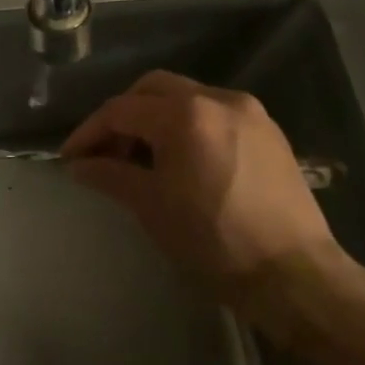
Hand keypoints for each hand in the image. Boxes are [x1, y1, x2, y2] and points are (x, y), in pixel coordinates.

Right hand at [62, 71, 346, 327]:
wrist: (294, 274)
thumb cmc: (213, 241)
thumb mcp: (150, 206)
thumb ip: (109, 175)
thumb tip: (78, 165)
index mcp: (185, 115)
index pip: (120, 110)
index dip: (89, 132)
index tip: (70, 158)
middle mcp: (218, 99)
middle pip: (153, 89)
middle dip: (122, 115)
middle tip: (105, 151)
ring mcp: (249, 112)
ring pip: (186, 97)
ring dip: (155, 118)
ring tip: (141, 158)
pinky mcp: (269, 131)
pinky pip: (214, 113)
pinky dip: (187, 126)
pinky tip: (181, 160)